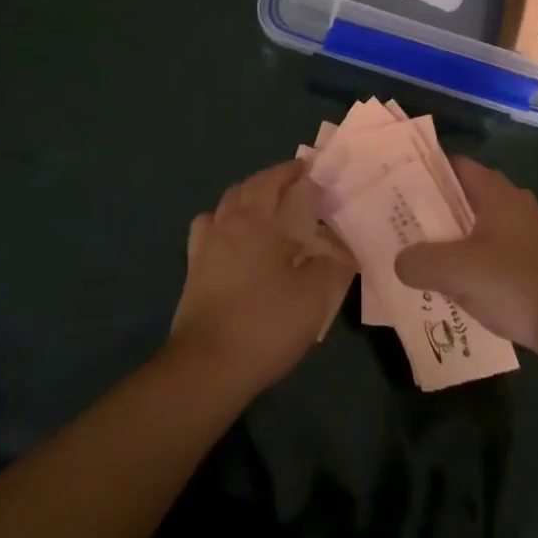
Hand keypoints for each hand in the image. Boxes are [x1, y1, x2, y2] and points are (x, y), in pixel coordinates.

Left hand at [168, 161, 352, 393]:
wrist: (206, 370)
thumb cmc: (264, 323)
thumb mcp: (314, 295)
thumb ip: (334, 265)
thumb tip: (344, 247)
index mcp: (254, 220)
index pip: (271, 180)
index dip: (290, 170)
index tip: (309, 168)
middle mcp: (225, 225)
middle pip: (244, 189)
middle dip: (268, 183)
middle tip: (293, 190)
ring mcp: (203, 250)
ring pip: (222, 209)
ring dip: (243, 202)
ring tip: (263, 214)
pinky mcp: (192, 276)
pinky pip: (207, 235)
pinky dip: (222, 228)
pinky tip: (235, 247)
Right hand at [393, 158, 537, 358]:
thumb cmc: (516, 281)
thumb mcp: (458, 270)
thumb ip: (421, 261)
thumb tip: (400, 261)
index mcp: (496, 192)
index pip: (455, 166)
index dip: (427, 172)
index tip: (399, 184)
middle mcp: (512, 204)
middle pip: (465, 198)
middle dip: (435, 210)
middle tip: (402, 223)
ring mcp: (526, 235)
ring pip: (478, 229)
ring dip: (453, 241)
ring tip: (420, 258)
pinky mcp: (533, 265)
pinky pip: (492, 255)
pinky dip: (472, 265)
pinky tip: (454, 287)